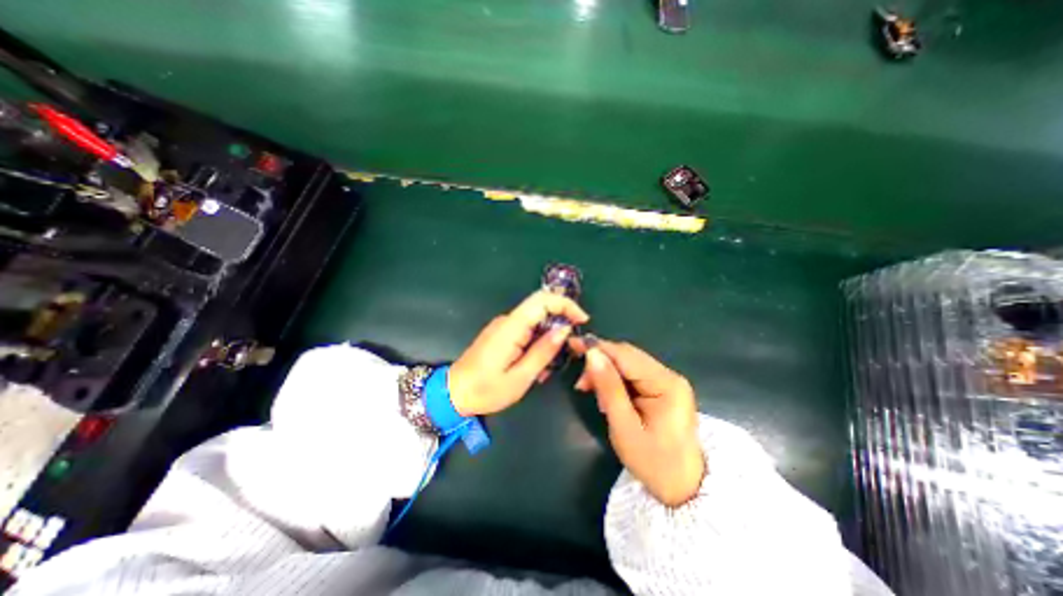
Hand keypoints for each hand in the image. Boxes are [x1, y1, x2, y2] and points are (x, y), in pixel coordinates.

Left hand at [448, 292, 589, 416]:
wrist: (452, 394)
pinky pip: (526, 331)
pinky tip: (534, 367)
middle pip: (541, 309)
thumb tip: (564, 329)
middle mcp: (507, 320)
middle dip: (560, 325)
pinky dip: (537, 345)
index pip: (542, 300)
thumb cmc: (485, 390)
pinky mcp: (502, 334)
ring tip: (545, 369)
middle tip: (567, 352)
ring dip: (548, 340)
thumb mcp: (520, 377)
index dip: (566, 304)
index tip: (582, 320)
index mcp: (511, 327)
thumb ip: (543, 351)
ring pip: (536, 322)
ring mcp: (503, 326)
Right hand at [568, 341, 704, 505]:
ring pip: (628, 363)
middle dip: (601, 362)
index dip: (598, 347)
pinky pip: (633, 374)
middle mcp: (669, 375)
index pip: (626, 355)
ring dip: (606, 372)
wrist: (683, 487)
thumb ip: (608, 388)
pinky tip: (607, 395)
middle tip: (582, 383)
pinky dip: (615, 380)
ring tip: (595, 394)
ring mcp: (667, 380)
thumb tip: (592, 354)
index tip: (572, 345)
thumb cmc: (653, 462)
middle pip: (627, 355)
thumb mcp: (624, 427)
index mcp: (666, 384)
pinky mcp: (662, 387)